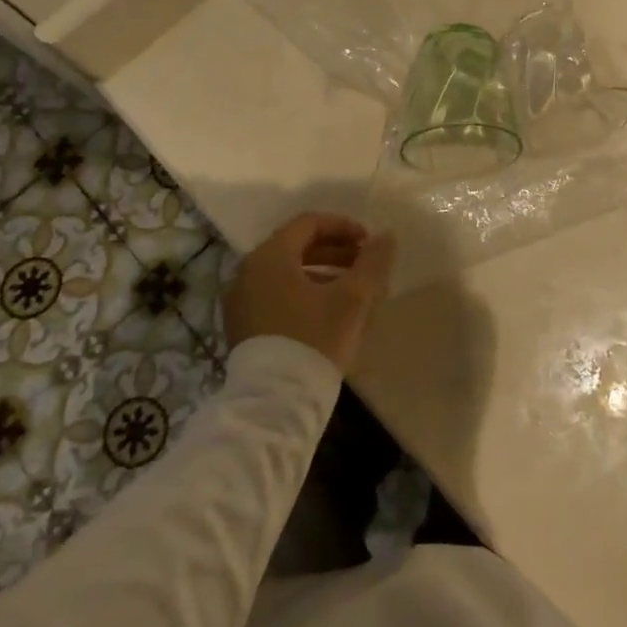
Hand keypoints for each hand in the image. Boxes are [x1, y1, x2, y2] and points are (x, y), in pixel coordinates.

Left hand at [224, 213, 395, 372]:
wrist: (274, 403)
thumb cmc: (314, 340)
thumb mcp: (352, 298)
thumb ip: (372, 262)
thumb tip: (386, 236)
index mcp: (270, 257)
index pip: (308, 223)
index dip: (343, 227)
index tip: (368, 242)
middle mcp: (248, 272)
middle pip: (296, 247)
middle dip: (334, 251)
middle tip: (364, 264)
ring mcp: (240, 302)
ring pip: (287, 273)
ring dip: (322, 272)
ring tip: (352, 289)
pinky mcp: (242, 327)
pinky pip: (276, 294)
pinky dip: (303, 292)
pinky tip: (327, 312)